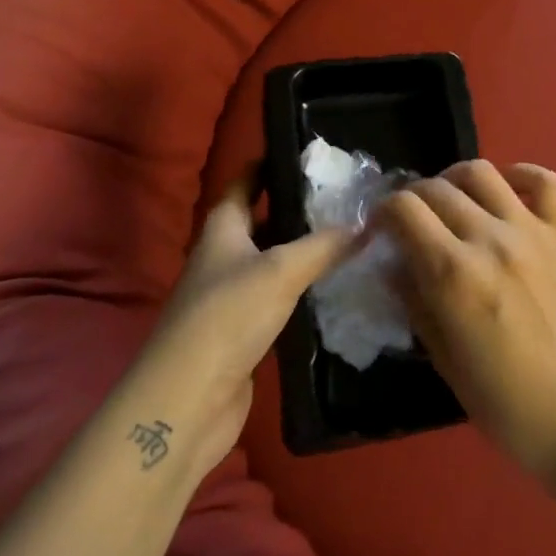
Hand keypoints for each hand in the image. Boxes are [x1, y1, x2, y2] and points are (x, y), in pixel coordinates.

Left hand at [133, 173, 361, 482]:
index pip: (245, 181)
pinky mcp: (244, 332)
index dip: (270, 164)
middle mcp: (224, 256)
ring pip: (274, 261)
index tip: (309, 153)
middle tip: (345, 196)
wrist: (188, 402)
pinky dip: (303, 289)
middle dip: (298, 208)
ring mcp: (232, 296)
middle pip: (262, 220)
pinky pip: (279, 299)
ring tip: (351, 234)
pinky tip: (336, 285)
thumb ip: (324, 245)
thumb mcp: (281, 270)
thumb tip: (366, 223)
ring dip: (305, 251)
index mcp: (222, 229)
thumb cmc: (227, 317)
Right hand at [379, 161, 555, 523]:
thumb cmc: (506, 405)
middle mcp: (490, 239)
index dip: (382, 213)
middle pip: (436, 187)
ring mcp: (530, 231)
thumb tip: (392, 265)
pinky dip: (520, 174)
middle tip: (410, 222)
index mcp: (455, 274)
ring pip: (482, 172)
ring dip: (454, 179)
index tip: (379, 230)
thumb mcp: (444, 361)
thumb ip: (414, 303)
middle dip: (412, 198)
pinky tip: (505, 193)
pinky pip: (543, 181)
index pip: (404, 210)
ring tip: (449, 202)